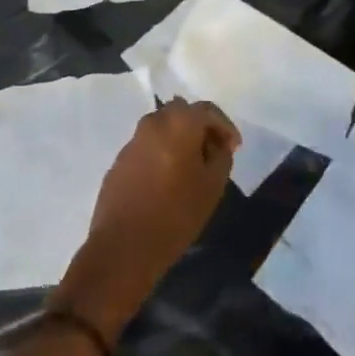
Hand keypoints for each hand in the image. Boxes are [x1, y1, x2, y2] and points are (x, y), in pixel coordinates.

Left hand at [53, 99, 239, 341]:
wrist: (125, 245)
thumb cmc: (176, 214)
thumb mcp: (212, 187)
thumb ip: (221, 156)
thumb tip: (218, 144)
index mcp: (178, 123)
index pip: (207, 110)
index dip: (224, 126)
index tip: (234, 147)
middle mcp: (153, 122)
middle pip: (182, 112)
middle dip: (200, 127)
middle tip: (213, 152)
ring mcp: (133, 140)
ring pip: (163, 127)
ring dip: (180, 138)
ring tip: (192, 166)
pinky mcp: (120, 159)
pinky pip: (148, 145)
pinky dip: (162, 151)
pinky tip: (168, 178)